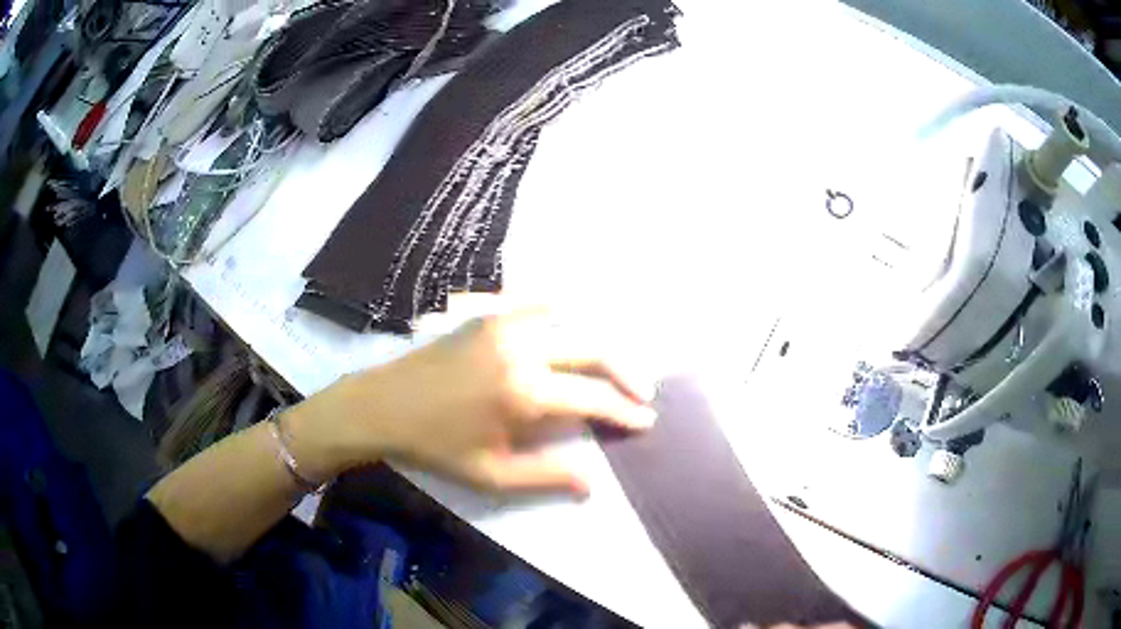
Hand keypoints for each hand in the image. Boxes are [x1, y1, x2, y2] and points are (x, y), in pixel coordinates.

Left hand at [286, 309, 656, 495]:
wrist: (382, 405)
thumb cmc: (436, 446)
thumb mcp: (491, 474)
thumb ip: (547, 476)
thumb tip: (595, 482)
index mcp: (525, 391)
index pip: (593, 397)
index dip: (625, 411)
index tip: (647, 421)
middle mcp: (523, 348)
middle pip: (594, 349)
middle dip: (627, 372)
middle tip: (644, 394)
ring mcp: (505, 324)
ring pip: (572, 324)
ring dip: (601, 346)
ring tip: (616, 370)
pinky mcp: (489, 316)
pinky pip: (538, 306)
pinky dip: (564, 316)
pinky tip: (572, 327)